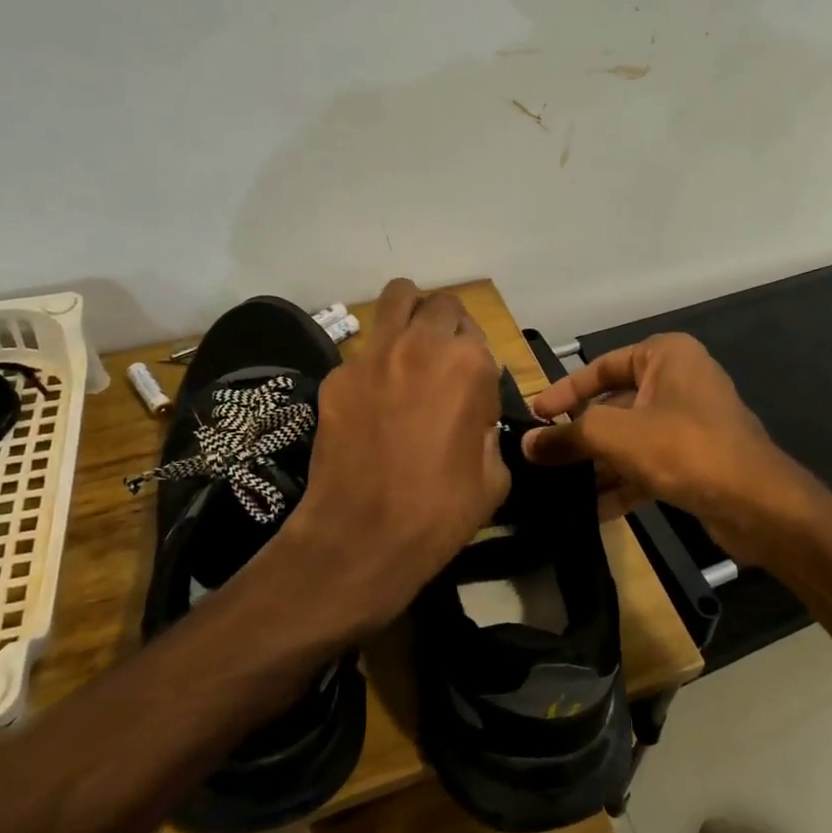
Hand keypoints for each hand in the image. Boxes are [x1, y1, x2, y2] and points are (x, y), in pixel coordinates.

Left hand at [278, 280, 508, 631]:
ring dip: (410, 314)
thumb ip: (488, 427)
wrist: (362, 535)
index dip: (478, 365)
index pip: (479, 336)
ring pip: (396, 297)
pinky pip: (363, 349)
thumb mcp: (494, 474)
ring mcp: (373, 354)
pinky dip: (375, 360)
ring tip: (408, 348)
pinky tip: (371, 398)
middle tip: (441, 362)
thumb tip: (473, 413)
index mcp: (469, 364)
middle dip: (447, 326)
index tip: (470, 395)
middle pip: (441, 304)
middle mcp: (421, 344)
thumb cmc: (441, 510)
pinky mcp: (337, 374)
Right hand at [522, 333, 827, 563]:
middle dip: (581, 434)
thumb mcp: (614, 435)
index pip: (601, 366)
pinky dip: (623, 483)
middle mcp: (679, 381)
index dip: (564, 391)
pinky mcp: (696, 459)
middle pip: (614, 404)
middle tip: (543, 456)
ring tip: (561, 487)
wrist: (757, 504)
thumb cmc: (682, 447)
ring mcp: (690, 422)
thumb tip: (527, 445)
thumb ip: (567, 436)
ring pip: (631, 438)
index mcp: (665, 356)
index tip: (535, 415)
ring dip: (598, 464)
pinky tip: (594, 510)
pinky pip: (649, 464)